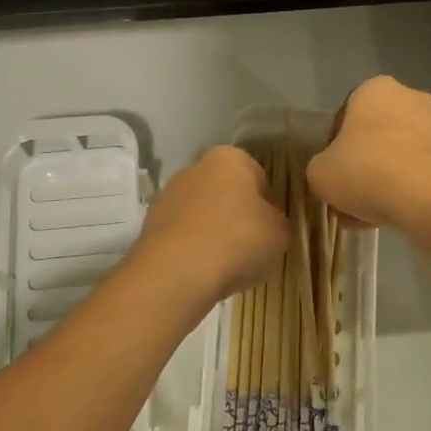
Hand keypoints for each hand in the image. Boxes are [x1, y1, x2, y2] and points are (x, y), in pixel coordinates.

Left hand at [134, 146, 287, 304]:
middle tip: (249, 246)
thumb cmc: (237, 241)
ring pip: (203, 212)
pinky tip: (201, 269)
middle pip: (226, 191)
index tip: (270, 228)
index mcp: (230, 158)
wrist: (177, 271)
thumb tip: (267, 223)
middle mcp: (196, 167)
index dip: (267, 203)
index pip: (257, 176)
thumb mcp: (279, 233)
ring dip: (214, 231)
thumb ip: (277, 222)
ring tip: (224, 264)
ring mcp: (169, 194)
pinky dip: (193, 247)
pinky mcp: (151, 222)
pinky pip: (183, 233)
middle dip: (237, 214)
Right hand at [307, 77, 430, 231]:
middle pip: (378, 135)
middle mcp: (411, 96)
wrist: (430, 197)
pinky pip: (426, 173)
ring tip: (375, 216)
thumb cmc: (367, 170)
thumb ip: (320, 169)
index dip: (336, 148)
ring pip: (403, 156)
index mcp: (374, 89)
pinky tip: (400, 217)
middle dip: (366, 165)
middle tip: (354, 198)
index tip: (335, 173)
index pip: (347, 116)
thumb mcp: (320, 174)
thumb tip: (331, 175)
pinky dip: (413, 191)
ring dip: (389, 181)